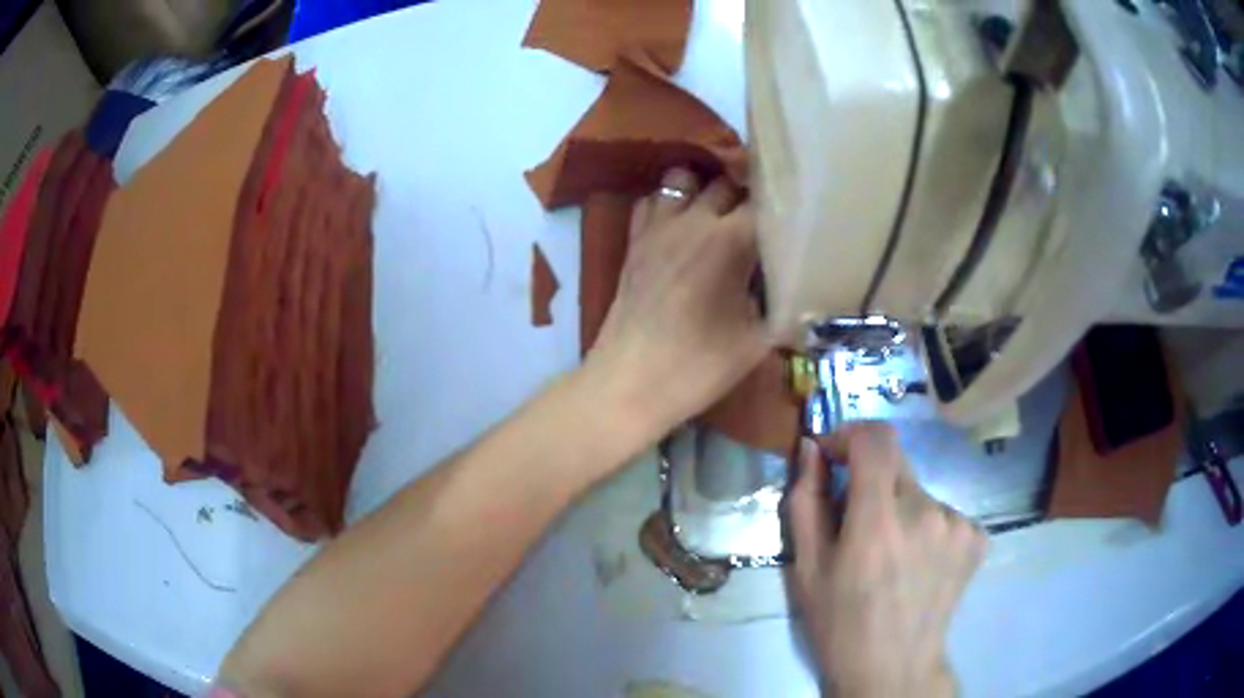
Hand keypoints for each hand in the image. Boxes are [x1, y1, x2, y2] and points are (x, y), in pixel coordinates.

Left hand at [586, 168, 769, 437]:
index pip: (764, 202)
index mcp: (729, 241)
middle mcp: (692, 221)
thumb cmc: (698, 367)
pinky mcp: (633, 242)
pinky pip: (650, 201)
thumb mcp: (757, 341)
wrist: (628, 385)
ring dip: (703, 189)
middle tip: (761, 219)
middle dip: (746, 195)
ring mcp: (656, 228)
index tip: (795, 218)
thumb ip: (783, 306)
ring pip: (683, 180)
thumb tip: (798, 288)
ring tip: (719, 212)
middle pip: (726, 183)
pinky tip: (680, 224)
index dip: (783, 207)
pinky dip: (668, 203)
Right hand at [789, 423, 985, 697]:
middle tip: (857, 524)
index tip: (834, 457)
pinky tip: (918, 563)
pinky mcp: (977, 536)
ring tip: (890, 555)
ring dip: (900, 508)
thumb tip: (812, 448)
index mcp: (879, 520)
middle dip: (870, 481)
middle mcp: (925, 511)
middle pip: (896, 463)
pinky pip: (943, 512)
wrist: (894, 668)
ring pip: (919, 491)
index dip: (851, 435)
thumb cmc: (840, 624)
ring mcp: (958, 523)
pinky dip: (926, 527)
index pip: (875, 438)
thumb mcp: (806, 569)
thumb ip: (806, 501)